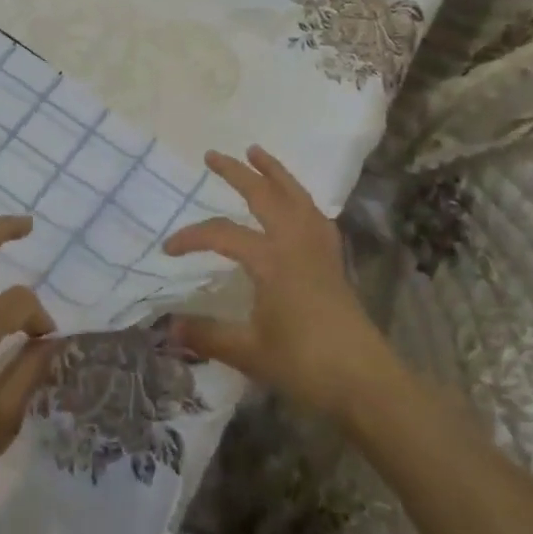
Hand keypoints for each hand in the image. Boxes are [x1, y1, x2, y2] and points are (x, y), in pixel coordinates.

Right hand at [164, 146, 397, 420]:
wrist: (364, 381)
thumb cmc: (304, 364)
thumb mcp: (248, 352)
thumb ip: (207, 335)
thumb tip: (167, 327)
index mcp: (271, 259)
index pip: (222, 234)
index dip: (191, 237)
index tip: (169, 249)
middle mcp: (295, 242)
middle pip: (263, 195)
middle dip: (236, 173)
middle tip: (212, 155)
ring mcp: (318, 248)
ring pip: (295, 195)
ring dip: (274, 171)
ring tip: (256, 152)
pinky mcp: (333, 260)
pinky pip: (315, 214)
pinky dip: (300, 198)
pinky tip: (296, 201)